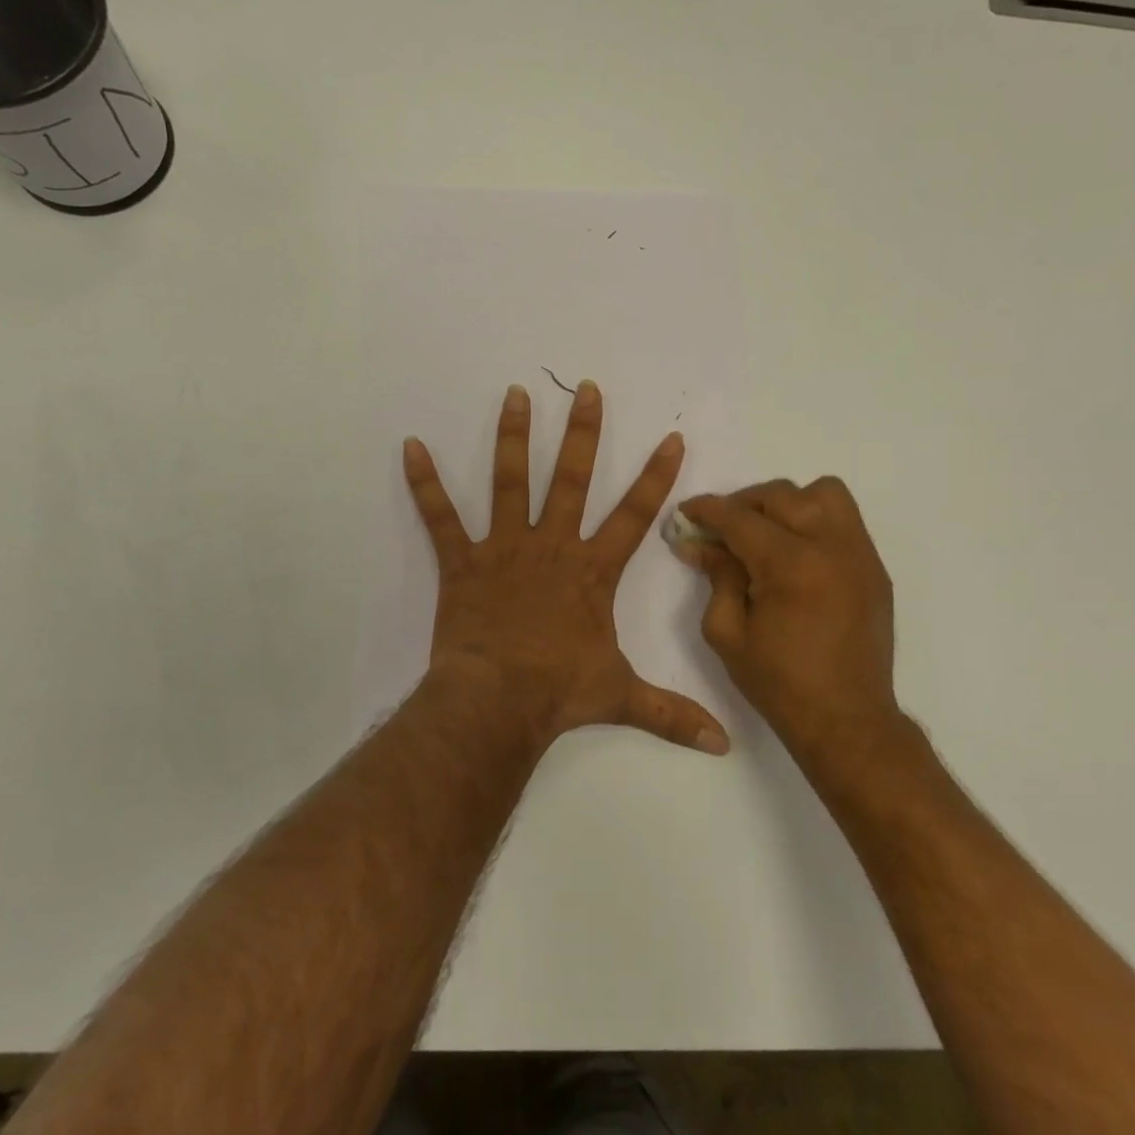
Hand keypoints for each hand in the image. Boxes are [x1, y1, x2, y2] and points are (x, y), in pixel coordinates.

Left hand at [403, 382, 730, 755]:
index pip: (634, 515)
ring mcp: (504, 548)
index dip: (656, 477)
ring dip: (513, 437)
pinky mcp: (463, 561)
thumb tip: (724, 745)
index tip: (670, 437)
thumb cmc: (559, 693)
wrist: (497, 702)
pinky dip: (424, 483)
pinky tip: (411, 446)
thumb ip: (672, 714)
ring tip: (515, 394)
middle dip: (583, 433)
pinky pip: (440, 517)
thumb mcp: (622, 698)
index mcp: (591, 571)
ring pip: (511, 482)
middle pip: (572, 479)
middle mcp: (551, 546)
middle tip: (586, 390)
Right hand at [674, 479, 901, 756]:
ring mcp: (859, 554)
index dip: (707, 510)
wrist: (847, 720)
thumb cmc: (779, 682)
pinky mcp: (874, 568)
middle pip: (780, 495)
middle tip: (722, 529)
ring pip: (823, 493)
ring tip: (768, 532)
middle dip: (743, 504)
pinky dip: (815, 522)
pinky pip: (845, 521)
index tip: (686, 512)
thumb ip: (716, 577)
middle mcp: (830, 546)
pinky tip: (797, 554)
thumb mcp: (727, 632)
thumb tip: (699, 544)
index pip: (739, 518)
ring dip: (788, 503)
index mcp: (790, 564)